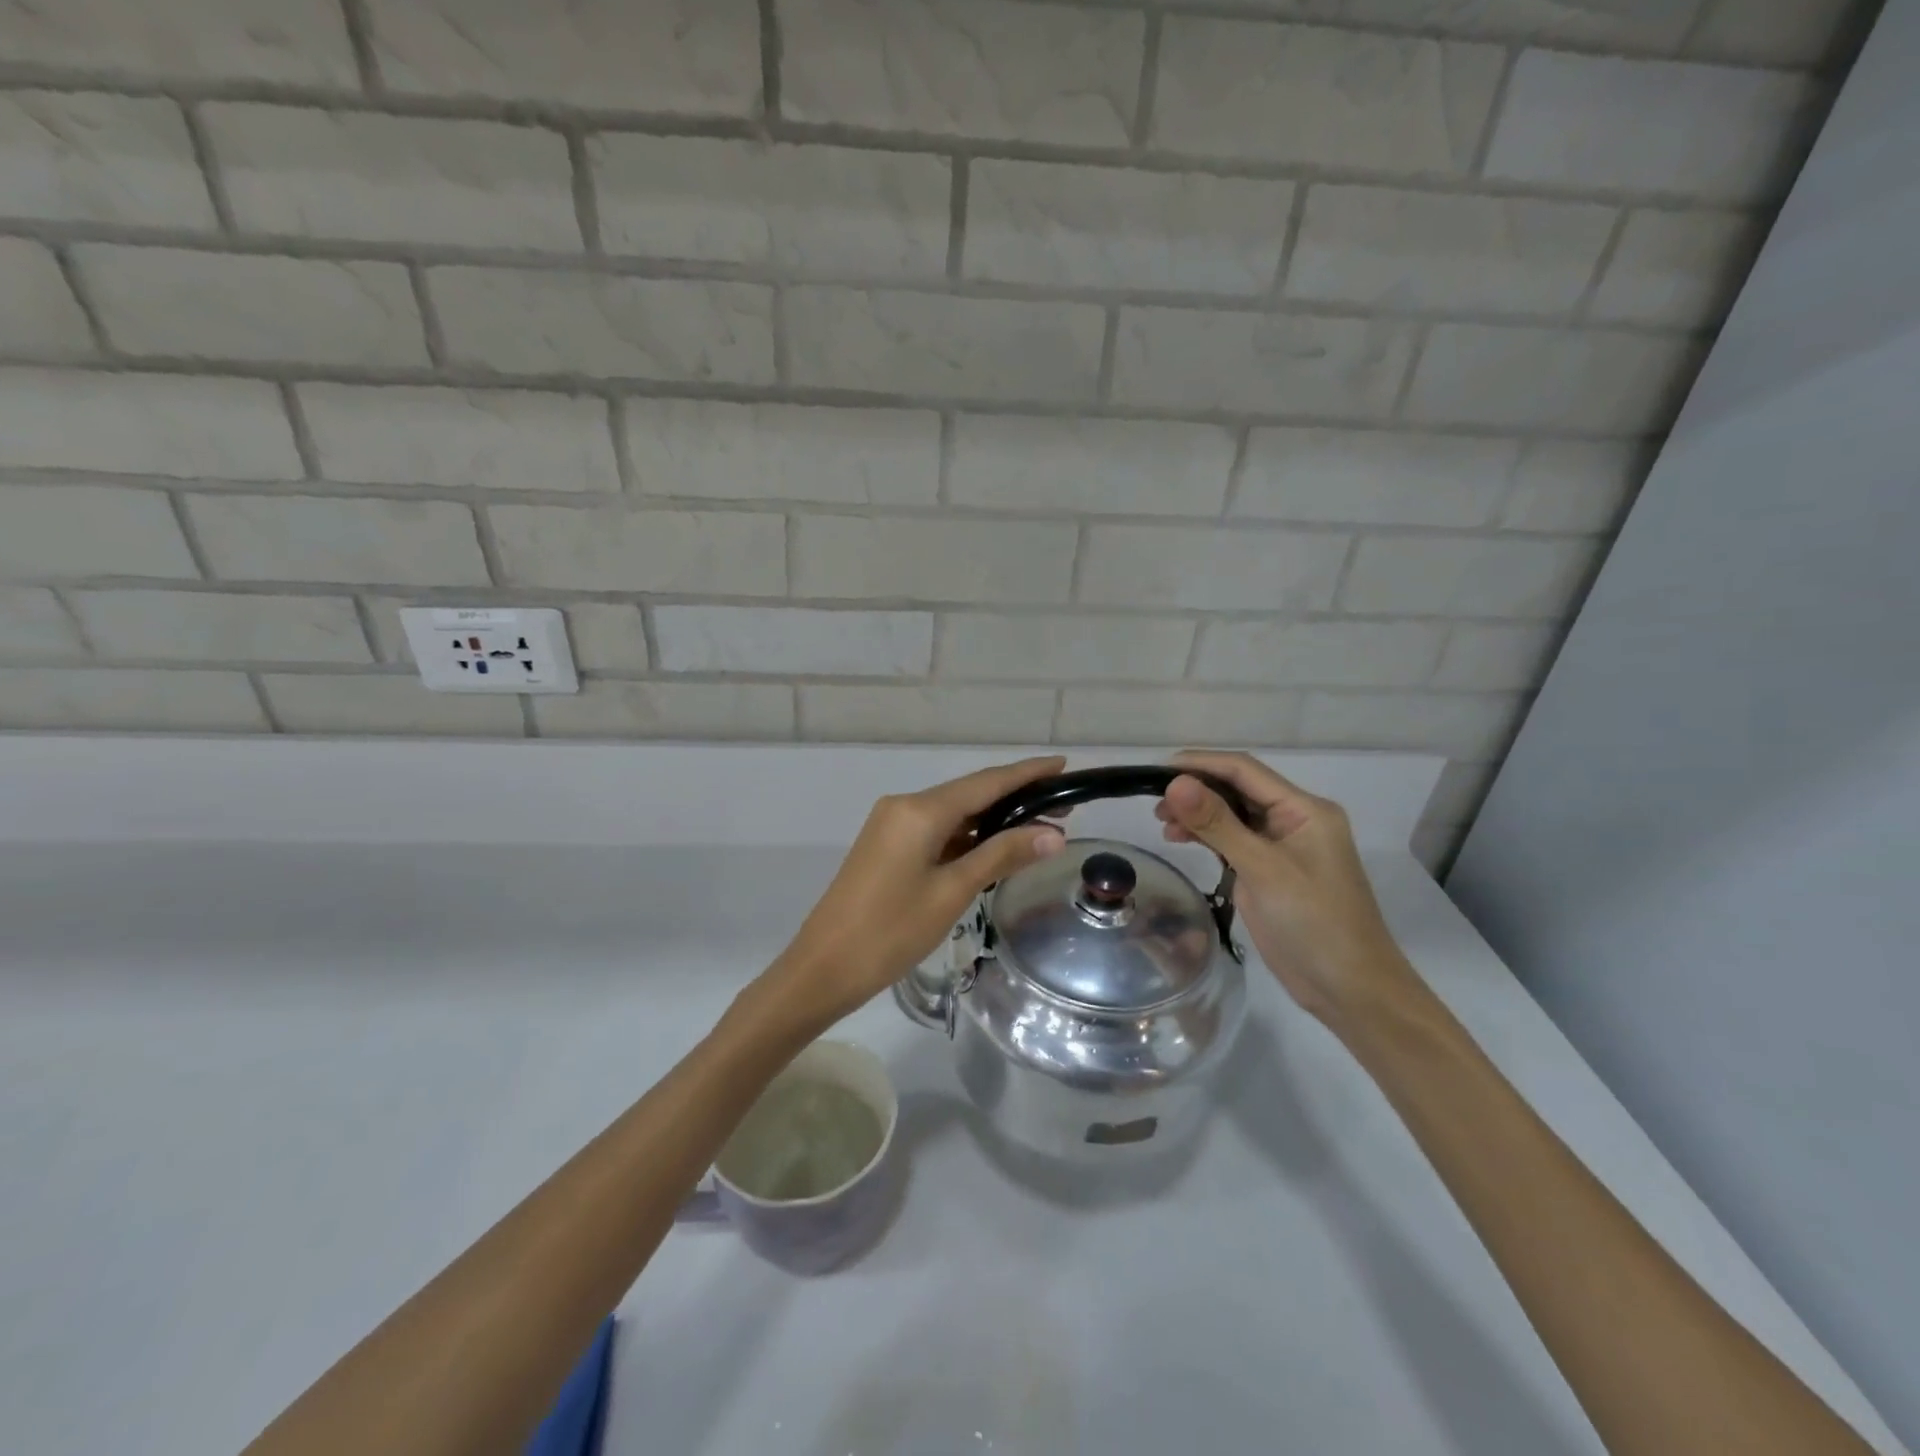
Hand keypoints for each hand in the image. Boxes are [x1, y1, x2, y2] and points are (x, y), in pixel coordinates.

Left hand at [758, 756, 1068, 1027]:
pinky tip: (995, 847)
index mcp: (920, 810)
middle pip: (970, 793)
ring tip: (1040, 828)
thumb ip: (1001, 856)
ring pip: (954, 813)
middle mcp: (904, 806)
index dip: (1027, 773)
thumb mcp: (952, 892)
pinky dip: (968, 836)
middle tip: (1064, 807)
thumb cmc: (890, 931)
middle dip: (1016, 797)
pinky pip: (936, 830)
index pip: (986, 782)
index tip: (1063, 765)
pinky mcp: (887, 846)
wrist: (823, 967)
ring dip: (993, 819)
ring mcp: (892, 825)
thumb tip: (1053, 834)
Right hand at [1155, 750, 1415, 1027]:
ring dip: (1197, 814)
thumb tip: (1174, 783)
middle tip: (1153, 802)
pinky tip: (1180, 839)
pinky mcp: (1268, 871)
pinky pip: (1232, 840)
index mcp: (1304, 810)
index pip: (1244, 771)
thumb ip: (1218, 824)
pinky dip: (1205, 836)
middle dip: (1195, 790)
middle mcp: (1293, 819)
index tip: (1155, 770)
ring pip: (1231, 815)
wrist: (1349, 989)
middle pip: (1236, 789)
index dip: (1200, 764)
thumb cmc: (1315, 924)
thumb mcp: (1263, 870)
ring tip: (1162, 823)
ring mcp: (1281, 847)